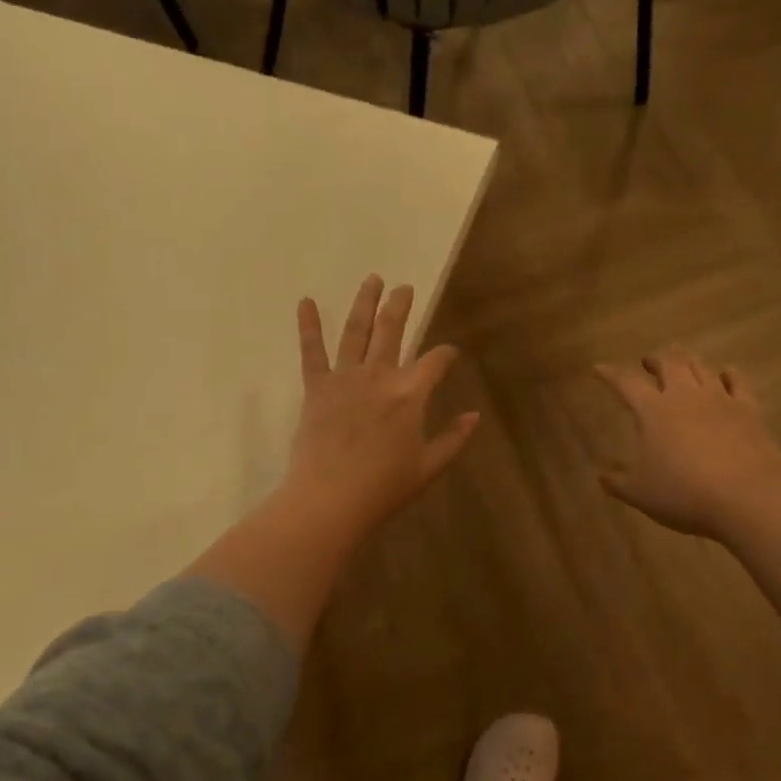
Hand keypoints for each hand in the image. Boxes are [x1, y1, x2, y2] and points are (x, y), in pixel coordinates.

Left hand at [286, 275, 479, 538]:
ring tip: (372, 280)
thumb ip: (453, 439)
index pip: (435, 361)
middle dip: (401, 306)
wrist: (330, 500)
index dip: (446, 354)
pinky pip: (311, 352)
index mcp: (410, 395)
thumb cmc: (383, 489)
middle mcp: (379, 377)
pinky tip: (306, 302)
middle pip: (392, 331)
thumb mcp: (428, 468)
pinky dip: (308, 326)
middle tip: (405, 287)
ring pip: (356, 331)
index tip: (450, 353)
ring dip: (365, 303)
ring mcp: (345, 379)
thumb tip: (474, 416)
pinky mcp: (317, 388)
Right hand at [595, 347, 780, 541]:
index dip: (610, 374)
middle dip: (656, 359)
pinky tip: (726, 373)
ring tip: (682, 361)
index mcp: (652, 410)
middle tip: (649, 362)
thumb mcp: (639, 493)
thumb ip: (618, 482)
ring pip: (701, 367)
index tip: (599, 368)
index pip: (625, 383)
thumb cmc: (683, 493)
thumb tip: (603, 475)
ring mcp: (719, 399)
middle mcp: (685, 396)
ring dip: (688, 361)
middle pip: (669, 364)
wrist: (747, 498)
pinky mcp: (748, 410)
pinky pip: (737, 382)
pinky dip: (728, 374)